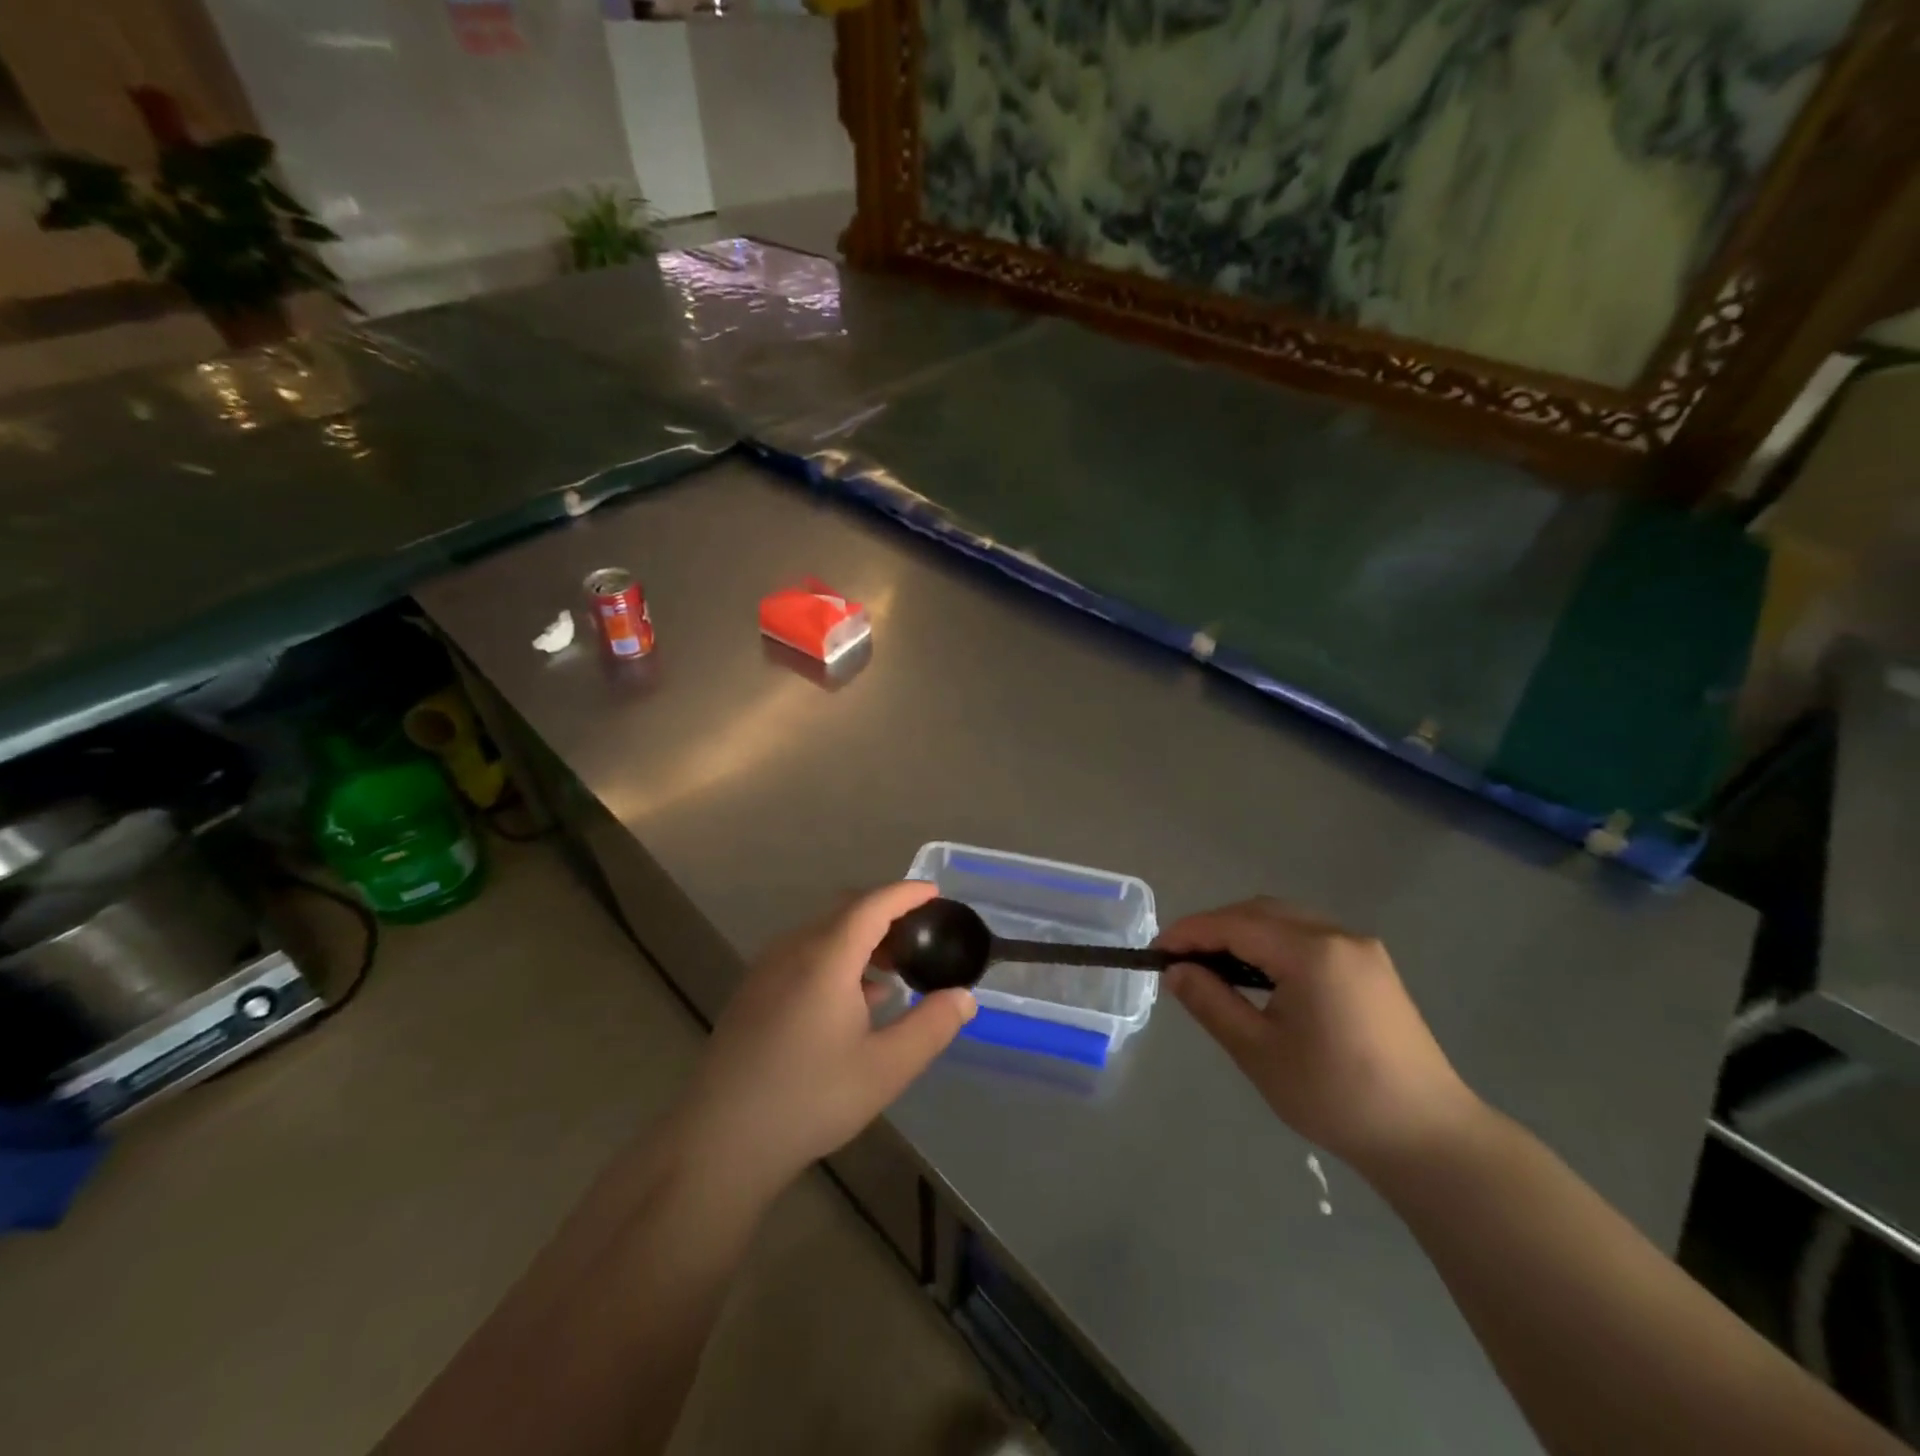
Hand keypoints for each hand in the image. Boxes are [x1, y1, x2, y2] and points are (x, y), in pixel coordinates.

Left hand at [669, 881, 975, 1193]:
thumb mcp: (885, 1068)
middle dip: (886, 915)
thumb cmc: (810, 1099)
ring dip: (860, 940)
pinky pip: (803, 955)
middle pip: (845, 912)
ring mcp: (767, 970)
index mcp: (826, 958)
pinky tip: (852, 1000)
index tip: (934, 893)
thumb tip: (964, 997)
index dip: (905, 893)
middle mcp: (793, 950)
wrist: (720, 1141)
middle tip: (920, 937)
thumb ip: (931, 1027)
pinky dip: (836, 958)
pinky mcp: (752, 993)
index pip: (872, 904)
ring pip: (822, 934)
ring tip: (892, 972)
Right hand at [1157, 898, 1480, 1171]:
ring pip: (1286, 920)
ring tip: (1213, 967)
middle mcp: (1337, 935)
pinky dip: (1274, 944)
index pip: (1234, 925)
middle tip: (1181, 960)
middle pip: (1260, 912)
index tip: (1156, 952)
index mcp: (1311, 952)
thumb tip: (1176, 971)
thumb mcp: (1259, 1052)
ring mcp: (1361, 948)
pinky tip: (1260, 975)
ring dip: (1244, 933)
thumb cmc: (1335, 1097)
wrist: (1428, 1138)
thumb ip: (1212, 1002)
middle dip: (1214, 928)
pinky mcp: (1373, 967)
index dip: (1189, 932)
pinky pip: (1310, 936)